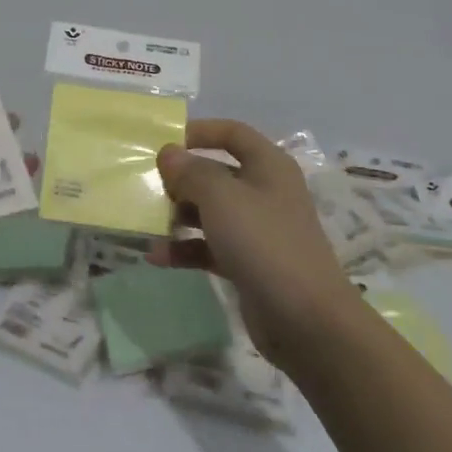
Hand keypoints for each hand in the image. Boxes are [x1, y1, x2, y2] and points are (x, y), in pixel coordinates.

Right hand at [145, 119, 355, 373]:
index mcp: (268, 166)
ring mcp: (257, 229)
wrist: (306, 320)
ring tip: (145, 222)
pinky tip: (156, 256)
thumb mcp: (221, 197)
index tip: (163, 142)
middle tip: (147, 186)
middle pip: (216, 173)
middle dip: (181, 179)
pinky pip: (209, 246)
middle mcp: (264, 192)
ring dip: (178, 215)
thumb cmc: (263, 243)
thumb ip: (191, 171)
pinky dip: (185, 248)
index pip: (232, 133)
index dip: (199, 131)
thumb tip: (169, 153)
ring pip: (210, 211)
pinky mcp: (248, 263)